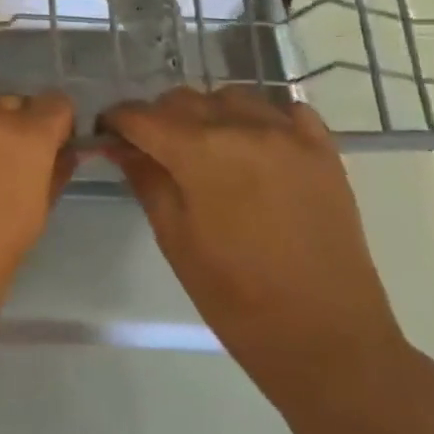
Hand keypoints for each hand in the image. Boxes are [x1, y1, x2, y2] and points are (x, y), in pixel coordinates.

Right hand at [99, 87, 408, 395]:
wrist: (326, 337)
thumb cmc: (235, 296)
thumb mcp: (174, 238)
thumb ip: (145, 179)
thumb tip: (118, 145)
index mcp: (200, 152)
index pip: (141, 115)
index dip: (116, 122)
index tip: (106, 136)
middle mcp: (244, 128)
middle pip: (183, 99)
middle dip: (157, 117)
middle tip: (149, 149)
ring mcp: (290, 135)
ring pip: (231, 96)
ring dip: (207, 113)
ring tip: (203, 147)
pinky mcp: (324, 150)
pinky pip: (284, 110)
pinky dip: (261, 118)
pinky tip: (253, 145)